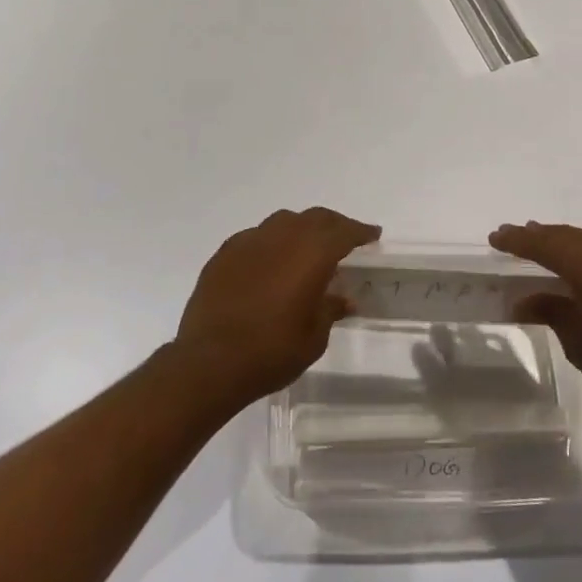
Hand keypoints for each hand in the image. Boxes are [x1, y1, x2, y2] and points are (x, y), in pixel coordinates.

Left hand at [175, 207, 379, 405]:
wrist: (209, 362)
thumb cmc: (271, 352)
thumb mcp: (313, 337)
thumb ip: (330, 310)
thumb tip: (344, 299)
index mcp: (312, 253)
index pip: (344, 232)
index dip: (361, 232)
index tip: (372, 234)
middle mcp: (282, 237)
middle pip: (315, 218)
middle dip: (334, 225)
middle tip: (344, 238)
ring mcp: (249, 241)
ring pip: (283, 222)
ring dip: (300, 229)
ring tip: (306, 248)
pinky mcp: (224, 254)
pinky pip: (256, 237)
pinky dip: (270, 243)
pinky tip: (269, 262)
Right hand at [490, 221, 581, 423]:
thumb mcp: (579, 342)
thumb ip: (551, 311)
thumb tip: (524, 299)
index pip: (545, 244)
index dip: (518, 240)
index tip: (496, 237)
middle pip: (570, 237)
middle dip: (542, 238)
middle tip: (517, 240)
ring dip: (571, 246)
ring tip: (551, 252)